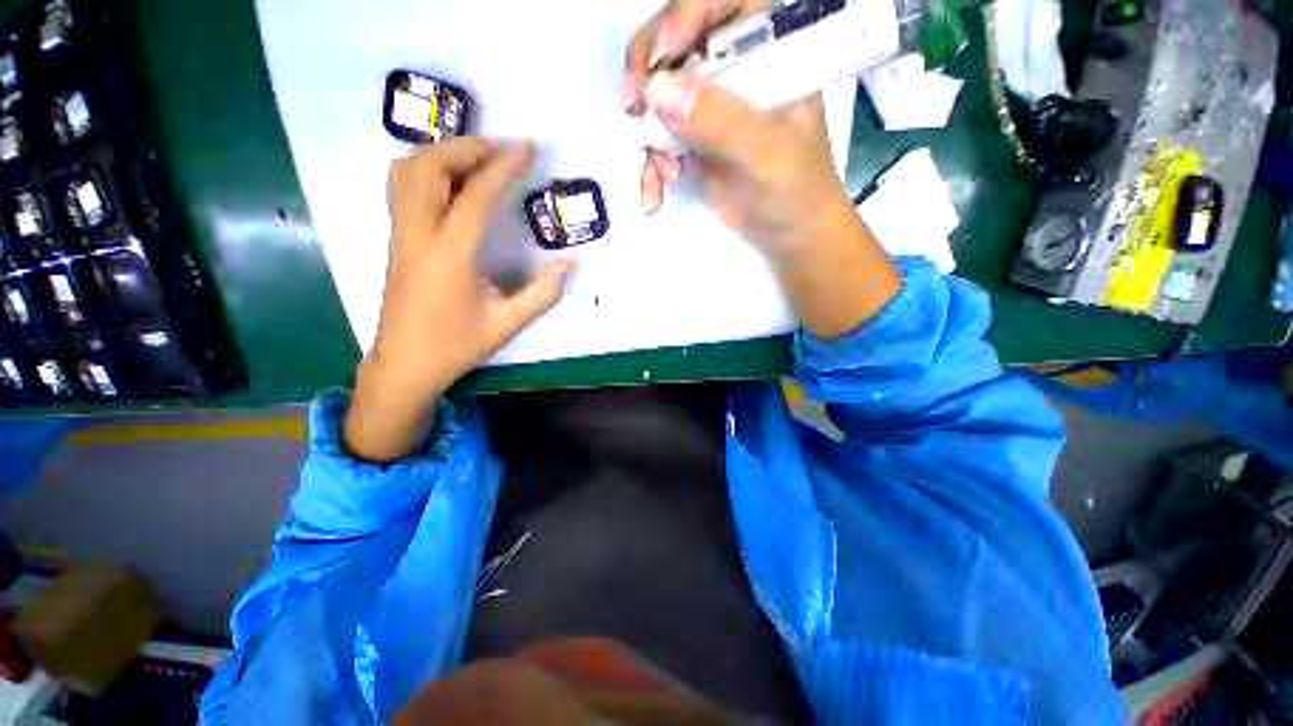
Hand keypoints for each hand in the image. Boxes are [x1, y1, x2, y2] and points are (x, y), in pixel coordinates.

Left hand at [345, 139, 572, 461]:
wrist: (406, 364)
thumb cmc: (457, 346)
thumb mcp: (508, 323)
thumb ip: (542, 293)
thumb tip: (568, 263)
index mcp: (450, 256)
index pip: (476, 196)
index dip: (504, 167)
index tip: (528, 148)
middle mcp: (418, 235)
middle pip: (430, 167)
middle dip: (468, 147)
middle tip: (503, 150)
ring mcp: (400, 234)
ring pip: (407, 171)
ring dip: (443, 153)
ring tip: (479, 159)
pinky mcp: (396, 239)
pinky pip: (403, 187)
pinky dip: (428, 169)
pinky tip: (453, 182)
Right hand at [624, 2, 902, 338]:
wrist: (791, 233)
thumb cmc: (797, 189)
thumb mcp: (766, 153)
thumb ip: (721, 120)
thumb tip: (657, 91)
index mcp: (771, 49)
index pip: (724, 3)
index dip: (685, 15)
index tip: (662, 57)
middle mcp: (737, 66)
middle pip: (678, 38)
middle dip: (649, 74)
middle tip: (635, 107)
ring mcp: (712, 104)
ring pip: (660, 93)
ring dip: (649, 132)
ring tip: (661, 173)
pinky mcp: (695, 139)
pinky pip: (660, 139)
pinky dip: (651, 167)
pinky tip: (655, 193)